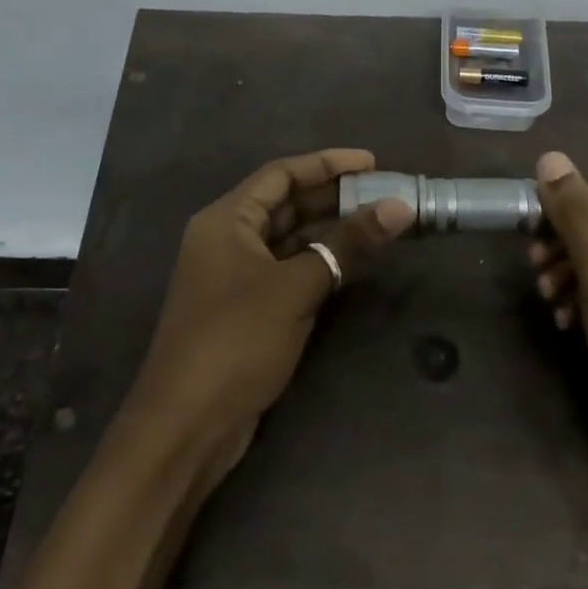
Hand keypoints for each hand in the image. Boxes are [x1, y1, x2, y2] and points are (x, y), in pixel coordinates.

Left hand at [126, 149, 413, 472]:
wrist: (186, 426)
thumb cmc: (236, 340)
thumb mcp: (296, 287)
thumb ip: (348, 243)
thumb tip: (400, 206)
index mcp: (227, 220)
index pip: (281, 174)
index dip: (327, 163)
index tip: (372, 162)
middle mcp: (228, 239)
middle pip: (286, 203)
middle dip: (334, 196)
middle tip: (384, 194)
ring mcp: (237, 275)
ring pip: (290, 238)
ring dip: (331, 230)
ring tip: (379, 222)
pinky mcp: (248, 308)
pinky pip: (290, 268)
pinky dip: (321, 261)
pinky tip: (354, 261)